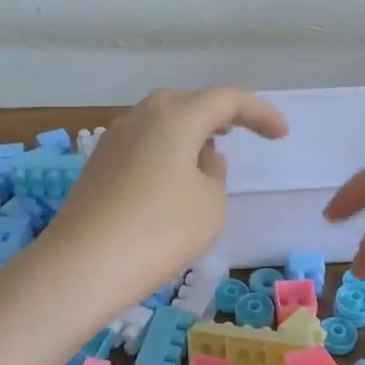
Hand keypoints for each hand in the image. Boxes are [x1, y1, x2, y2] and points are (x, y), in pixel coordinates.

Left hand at [36, 87, 287, 313]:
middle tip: (238, 133)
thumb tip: (201, 158)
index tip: (280, 134)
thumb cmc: (160, 231)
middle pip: (186, 103)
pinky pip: (140, 145)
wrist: (83, 265)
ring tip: (205, 159)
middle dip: (216, 115)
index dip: (259, 113)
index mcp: (176, 117)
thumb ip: (215, 174)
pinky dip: (162, 152)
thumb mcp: (209, 205)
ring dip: (186, 134)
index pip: (227, 99)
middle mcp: (141, 117)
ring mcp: (112, 139)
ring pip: (159, 123)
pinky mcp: (96, 165)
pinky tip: (169, 181)